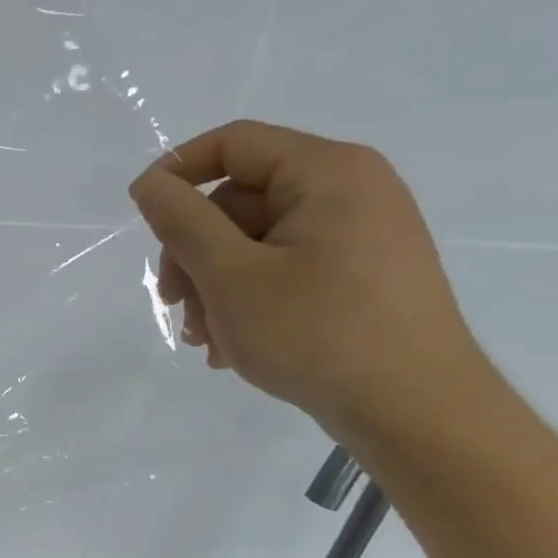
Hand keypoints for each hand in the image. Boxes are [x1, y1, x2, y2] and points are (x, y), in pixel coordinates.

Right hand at [129, 120, 493, 441]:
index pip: (234, 144)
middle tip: (174, 303)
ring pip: (255, 243)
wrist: (417, 413)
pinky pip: (284, 270)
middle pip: (239, 201)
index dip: (177, 172)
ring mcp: (359, 236)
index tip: (141, 217)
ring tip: (204, 339)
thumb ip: (182, 221)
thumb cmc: (317, 333)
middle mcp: (351, 191)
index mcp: (328, 173)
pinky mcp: (360, 276)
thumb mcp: (231, 275)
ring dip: (215, 287)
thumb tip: (149, 183)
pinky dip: (247, 301)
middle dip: (194, 252)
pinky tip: (232, 347)